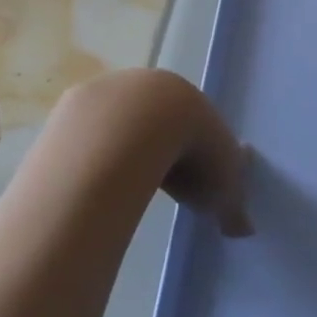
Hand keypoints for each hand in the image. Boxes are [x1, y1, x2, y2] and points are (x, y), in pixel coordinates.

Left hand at [53, 70, 253, 235]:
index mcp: (186, 96)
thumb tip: (245, 230)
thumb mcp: (222, 183)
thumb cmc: (189, 148)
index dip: (195, 152)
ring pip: (115, 125)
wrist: (133, 129)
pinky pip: (82, 137)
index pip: (193, 122)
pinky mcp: (71, 109)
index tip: (193, 182)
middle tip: (156, 186)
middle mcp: (146, 86)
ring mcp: (106, 94)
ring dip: (118, 152)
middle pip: (153, 120)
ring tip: (118, 190)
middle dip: (156, 149)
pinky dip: (88, 158)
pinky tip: (88, 184)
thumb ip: (233, 203)